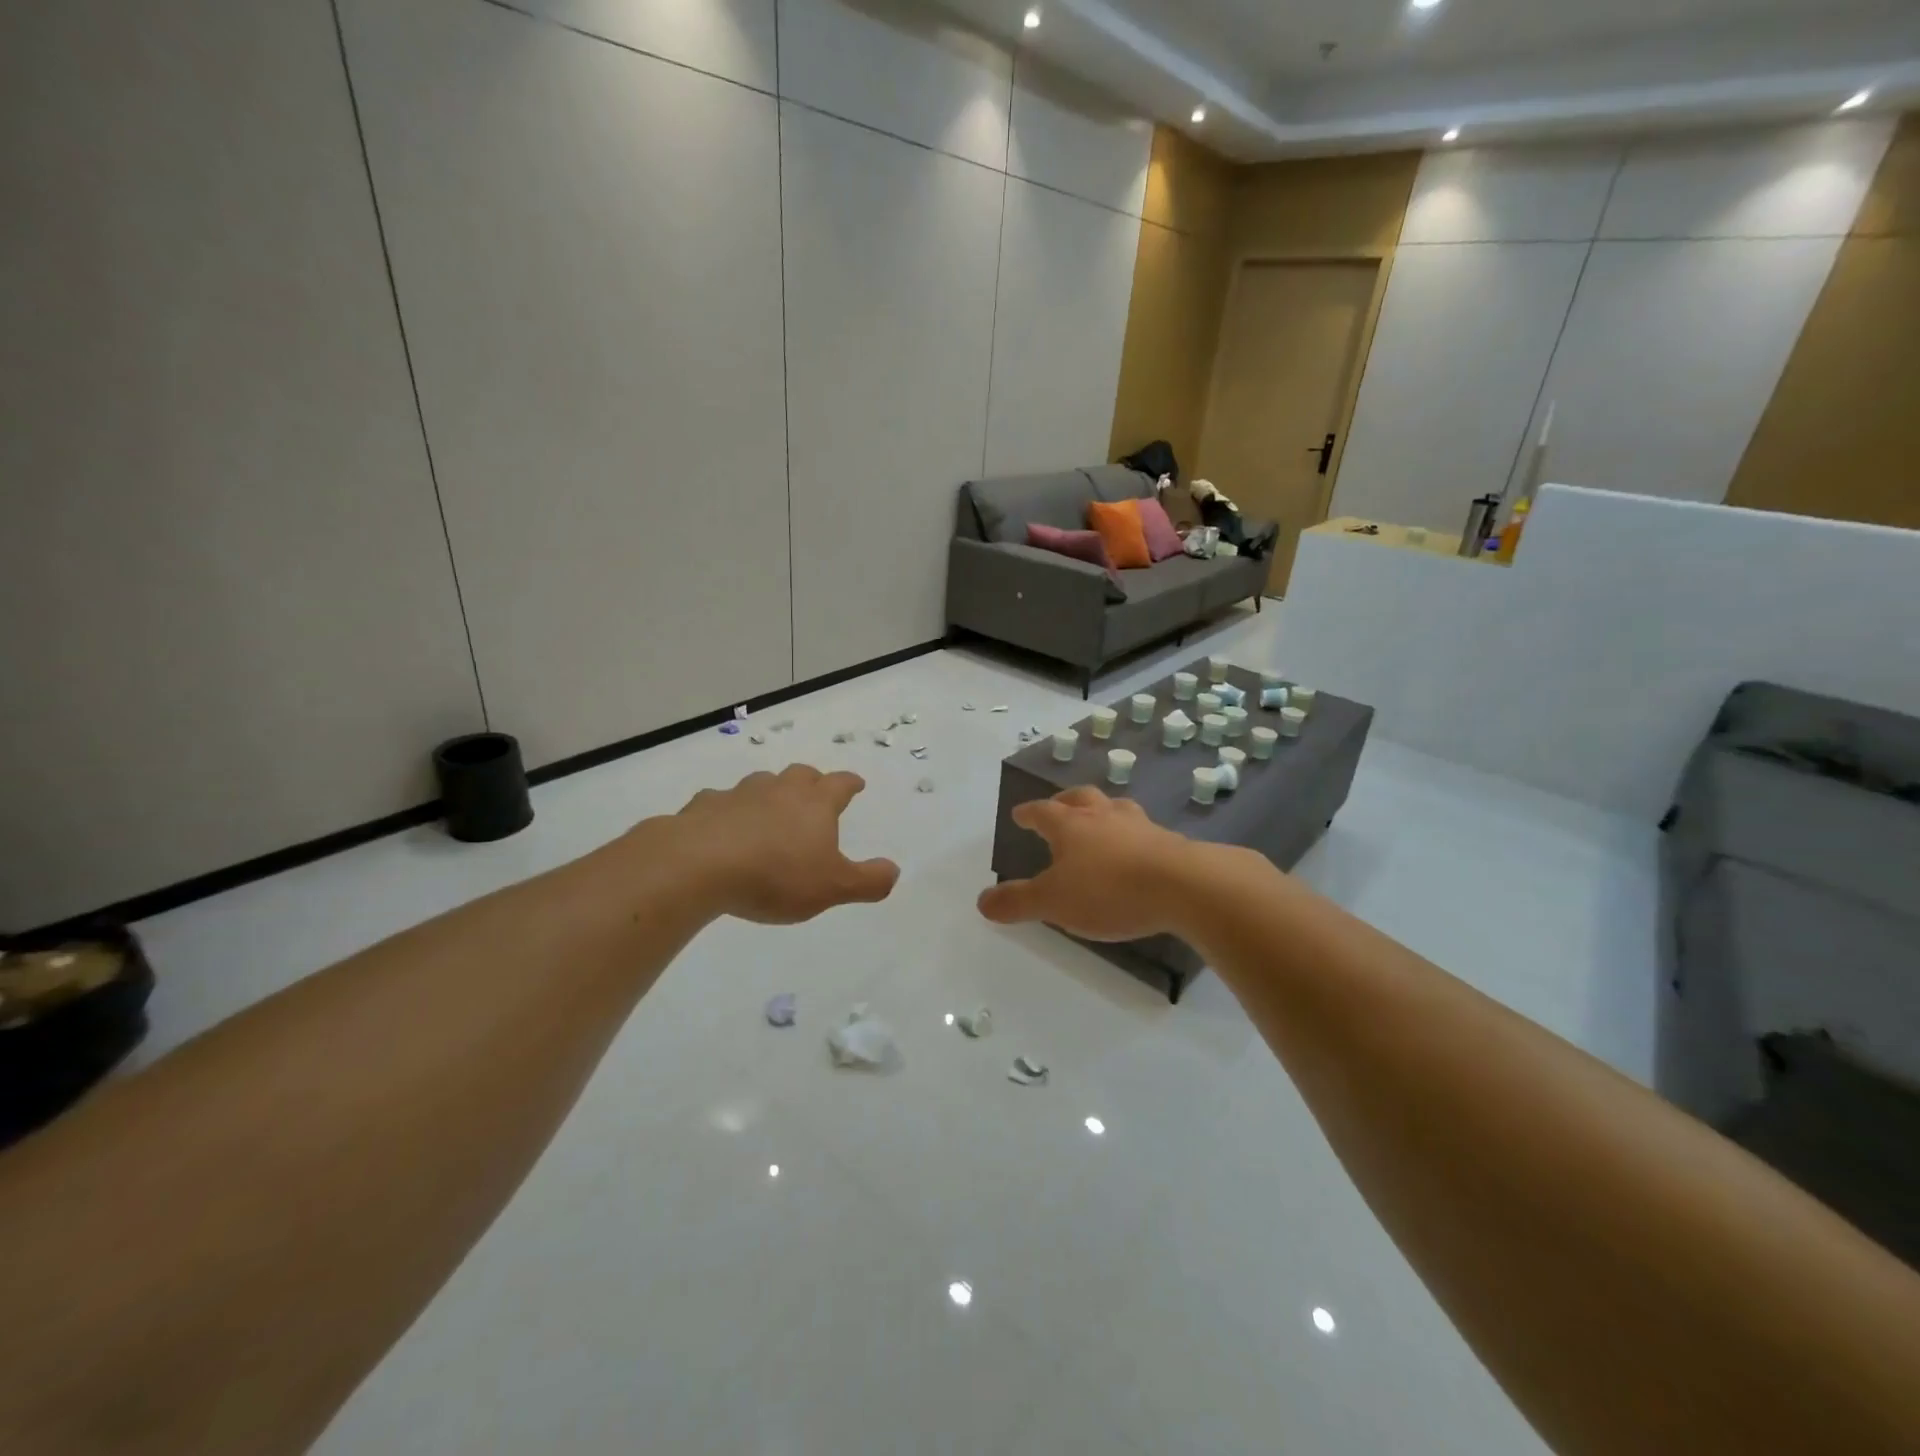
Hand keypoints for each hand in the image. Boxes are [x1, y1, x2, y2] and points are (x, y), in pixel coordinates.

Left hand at [672, 765, 899, 923]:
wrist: (699, 864)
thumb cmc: (776, 875)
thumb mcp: (832, 887)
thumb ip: (867, 881)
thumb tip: (894, 870)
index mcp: (815, 804)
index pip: (840, 784)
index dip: (851, 783)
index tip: (857, 784)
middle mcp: (780, 790)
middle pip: (801, 775)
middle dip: (812, 781)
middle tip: (815, 793)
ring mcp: (739, 794)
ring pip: (761, 783)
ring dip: (771, 792)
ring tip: (771, 809)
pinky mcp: (704, 807)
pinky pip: (721, 802)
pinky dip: (728, 810)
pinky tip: (723, 825)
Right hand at [977, 786, 1201, 941]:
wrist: (1184, 887)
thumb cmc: (1108, 890)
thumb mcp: (1053, 902)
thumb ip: (1017, 902)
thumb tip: (982, 901)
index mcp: (1071, 825)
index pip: (1043, 812)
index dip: (1029, 813)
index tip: (1020, 814)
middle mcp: (1104, 816)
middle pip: (1081, 798)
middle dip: (1065, 802)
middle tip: (1059, 807)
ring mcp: (1139, 825)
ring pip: (1115, 808)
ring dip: (1103, 812)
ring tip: (1100, 821)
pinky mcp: (1169, 842)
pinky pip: (1143, 830)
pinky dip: (1132, 835)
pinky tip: (1136, 849)